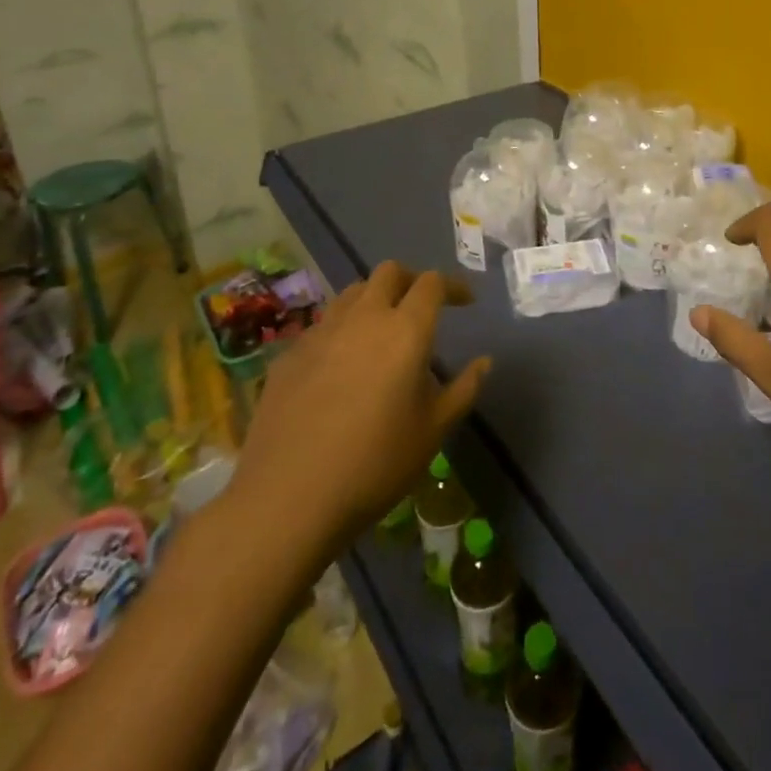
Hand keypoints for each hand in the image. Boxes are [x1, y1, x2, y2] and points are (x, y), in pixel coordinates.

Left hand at [225, 262, 490, 556]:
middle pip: (389, 272)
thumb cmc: (375, 464)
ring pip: (352, 293)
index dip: (452, 286)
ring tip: (381, 331)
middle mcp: (363, 317)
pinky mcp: (289, 355)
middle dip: (411, 280)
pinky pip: (322, 326)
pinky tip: (340, 366)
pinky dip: (341, 331)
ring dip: (374, 300)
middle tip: (422, 307)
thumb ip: (464, 389)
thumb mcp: (433, 430)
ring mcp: (320, 332)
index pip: (431, 283)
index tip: (465, 302)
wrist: (287, 498)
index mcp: (406, 330)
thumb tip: (484, 361)